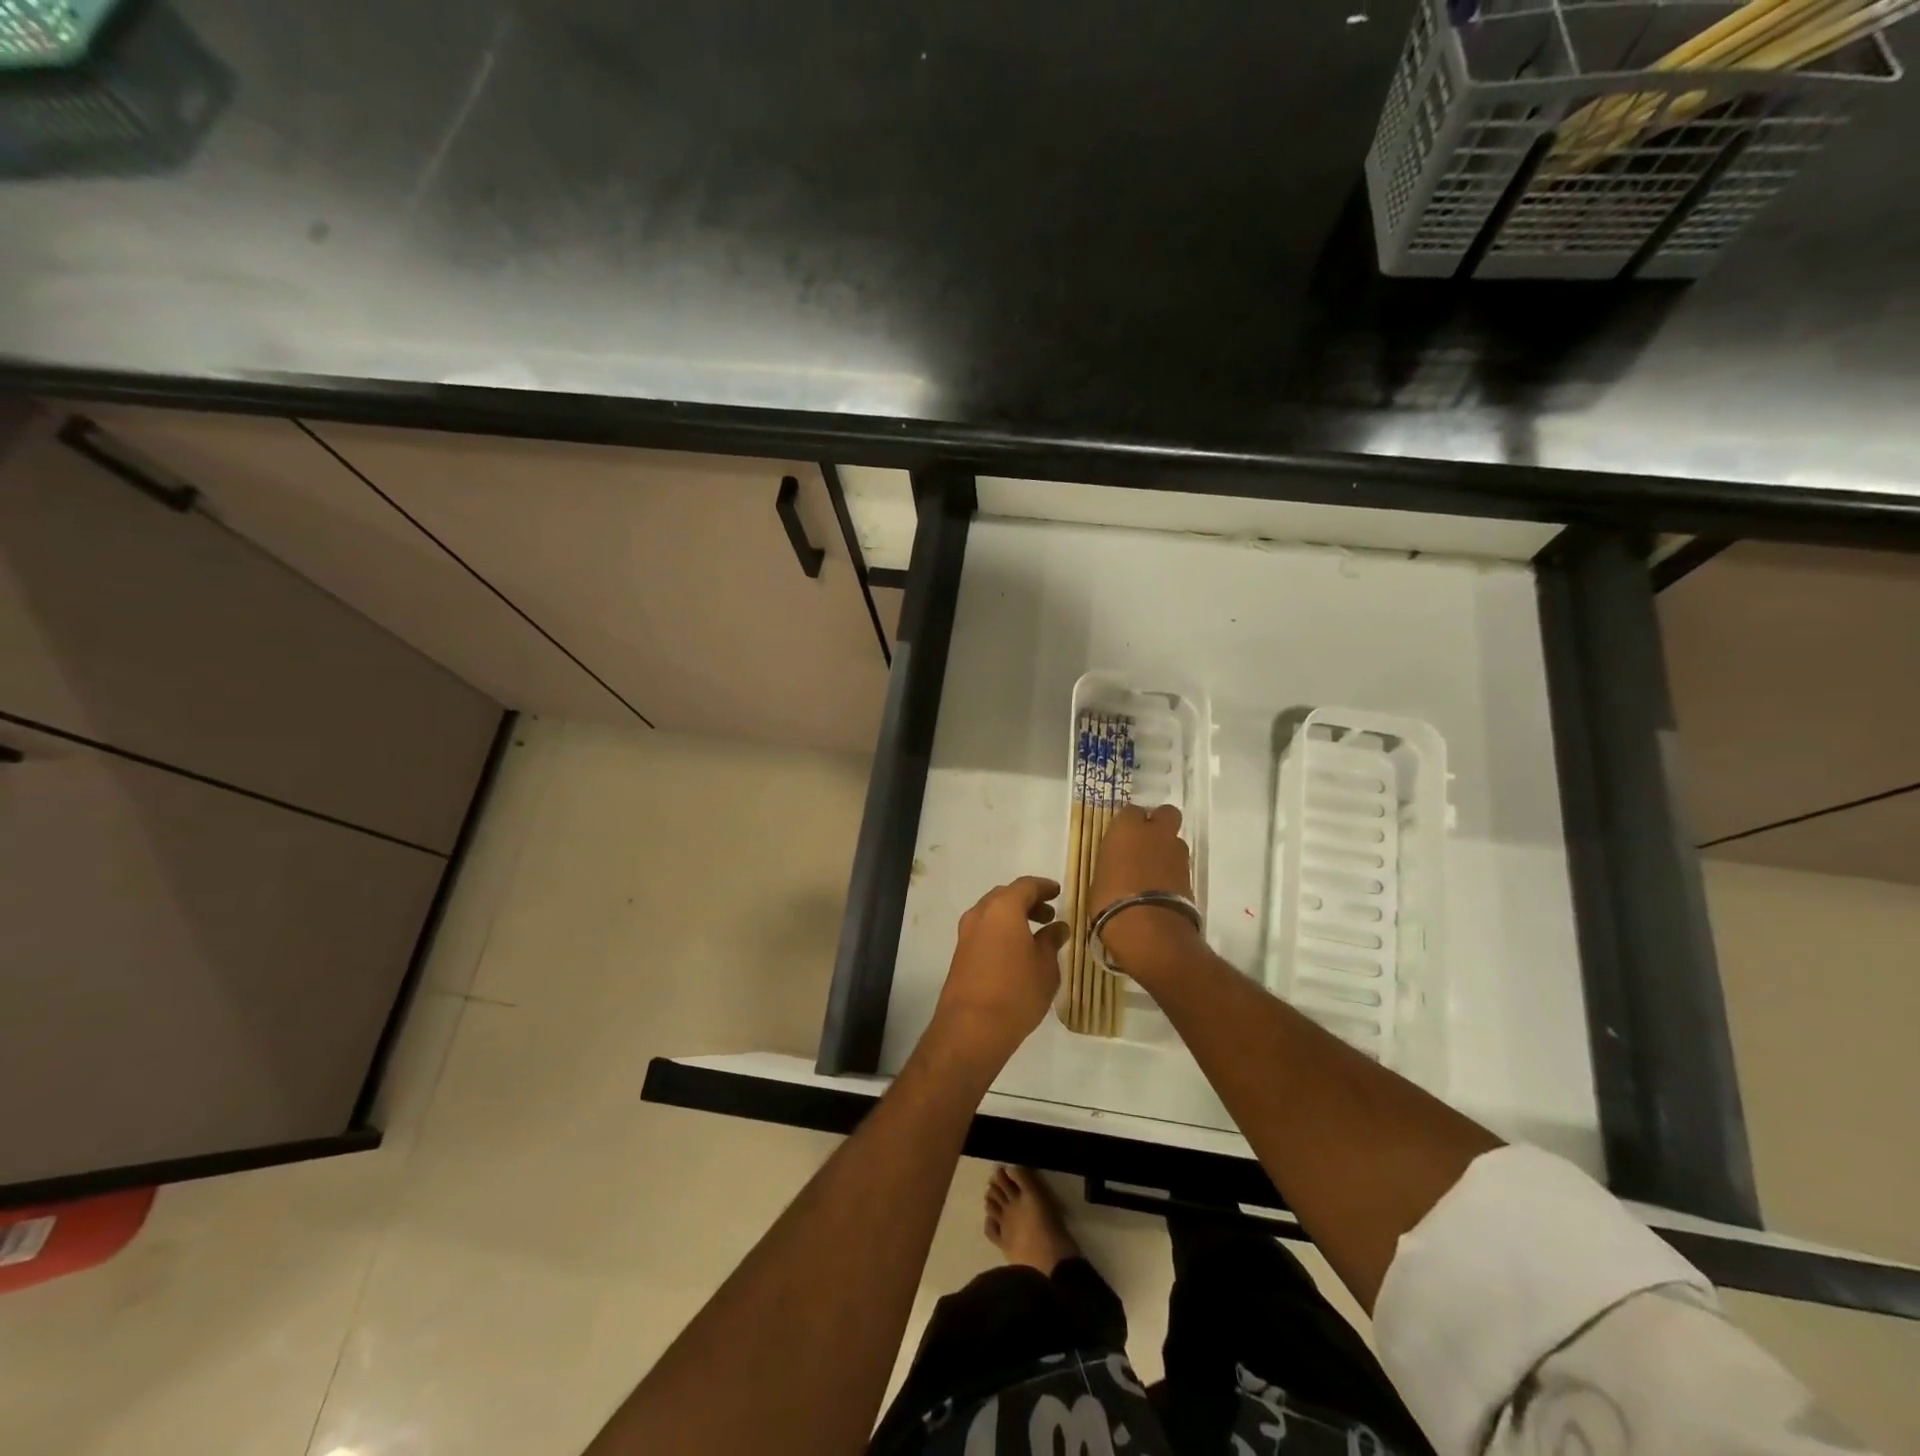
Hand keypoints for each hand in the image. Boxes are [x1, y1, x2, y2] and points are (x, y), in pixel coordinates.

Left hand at [927, 877, 1068, 1069]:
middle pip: (1006, 896)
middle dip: (1028, 902)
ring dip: (1014, 917)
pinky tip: (1017, 951)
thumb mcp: (1045, 967)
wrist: (971, 1028)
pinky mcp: (960, 953)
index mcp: (1003, 908)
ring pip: (993, 913)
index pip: (1026, 885)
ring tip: (1036, 935)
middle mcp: (980, 913)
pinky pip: (984, 930)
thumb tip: (1057, 928)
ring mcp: (966, 933)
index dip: (1044, 887)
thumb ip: (1051, 941)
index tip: (1058, 893)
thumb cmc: (1016, 992)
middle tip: (1049, 915)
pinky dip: (1001, 931)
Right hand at [1090, 805, 1201, 979]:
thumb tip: (1118, 865)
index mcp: (1127, 828)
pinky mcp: (1190, 875)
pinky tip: (1161, 887)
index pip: (1131, 810)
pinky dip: (1173, 871)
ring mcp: (1176, 853)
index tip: (1121, 836)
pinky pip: (1180, 864)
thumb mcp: (1099, 878)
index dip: (1128, 822)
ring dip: (1167, 849)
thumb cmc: (1110, 900)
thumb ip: (1113, 863)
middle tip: (1145, 841)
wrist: (1148, 929)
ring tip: (1153, 870)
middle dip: (1159, 823)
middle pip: (1166, 813)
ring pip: (1175, 840)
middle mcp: (1155, 833)